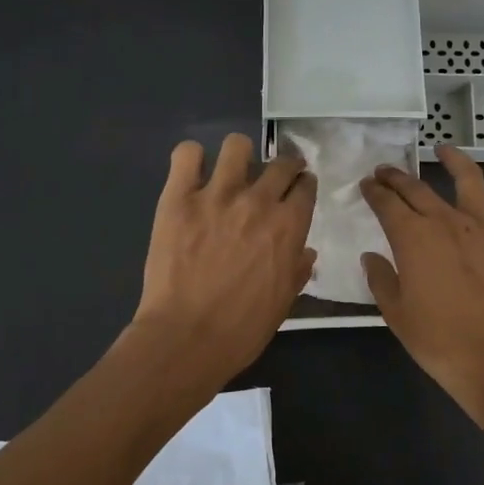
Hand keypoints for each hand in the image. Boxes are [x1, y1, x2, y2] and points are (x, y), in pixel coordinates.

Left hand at [131, 133, 317, 379]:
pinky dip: (191, 159)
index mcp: (289, 226)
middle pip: (280, 163)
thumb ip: (297, 270)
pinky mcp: (178, 198)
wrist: (186, 338)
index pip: (306, 187)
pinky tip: (192, 174)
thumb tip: (305, 252)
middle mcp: (258, 201)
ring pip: (237, 146)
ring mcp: (216, 195)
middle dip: (283, 167)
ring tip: (232, 171)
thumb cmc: (242, 329)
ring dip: (240, 155)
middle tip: (272, 179)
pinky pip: (186, 154)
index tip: (298, 191)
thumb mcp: (284, 303)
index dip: (303, 187)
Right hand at [360, 144, 483, 429]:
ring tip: (442, 148)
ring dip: (452, 159)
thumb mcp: (396, 314)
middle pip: (417, 189)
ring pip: (467, 178)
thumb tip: (372, 257)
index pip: (387, 204)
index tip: (367, 185)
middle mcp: (447, 221)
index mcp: (413, 238)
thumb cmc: (441, 341)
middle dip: (397, 177)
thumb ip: (381, 279)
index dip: (374, 192)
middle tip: (386, 172)